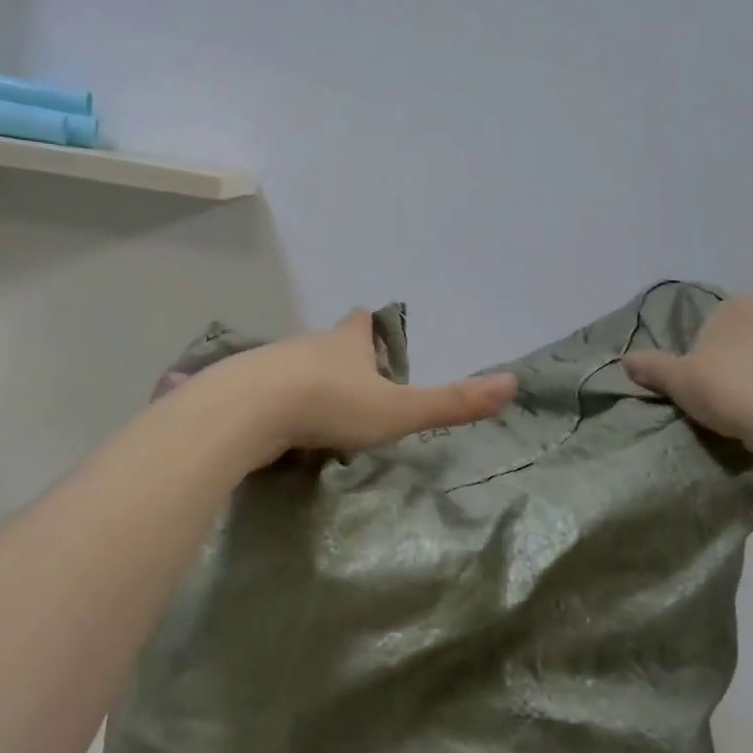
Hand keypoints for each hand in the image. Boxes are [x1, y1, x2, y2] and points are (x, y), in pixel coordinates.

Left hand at [220, 309, 517, 462]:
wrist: (248, 410)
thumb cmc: (331, 404)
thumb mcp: (399, 410)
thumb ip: (451, 403)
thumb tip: (512, 383)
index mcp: (346, 342)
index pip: (361, 322)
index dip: (371, 328)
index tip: (377, 340)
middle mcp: (307, 345)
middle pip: (327, 343)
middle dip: (341, 359)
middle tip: (355, 389)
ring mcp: (269, 365)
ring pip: (294, 368)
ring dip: (308, 385)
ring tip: (319, 416)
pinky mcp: (240, 390)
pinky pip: (263, 393)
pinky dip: (274, 406)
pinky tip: (277, 430)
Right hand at [623, 295, 752, 451]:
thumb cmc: (729, 389)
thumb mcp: (678, 381)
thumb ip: (652, 367)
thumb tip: (625, 359)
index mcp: (738, 305)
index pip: (715, 325)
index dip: (707, 356)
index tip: (705, 385)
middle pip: (752, 335)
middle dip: (744, 359)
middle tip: (732, 398)